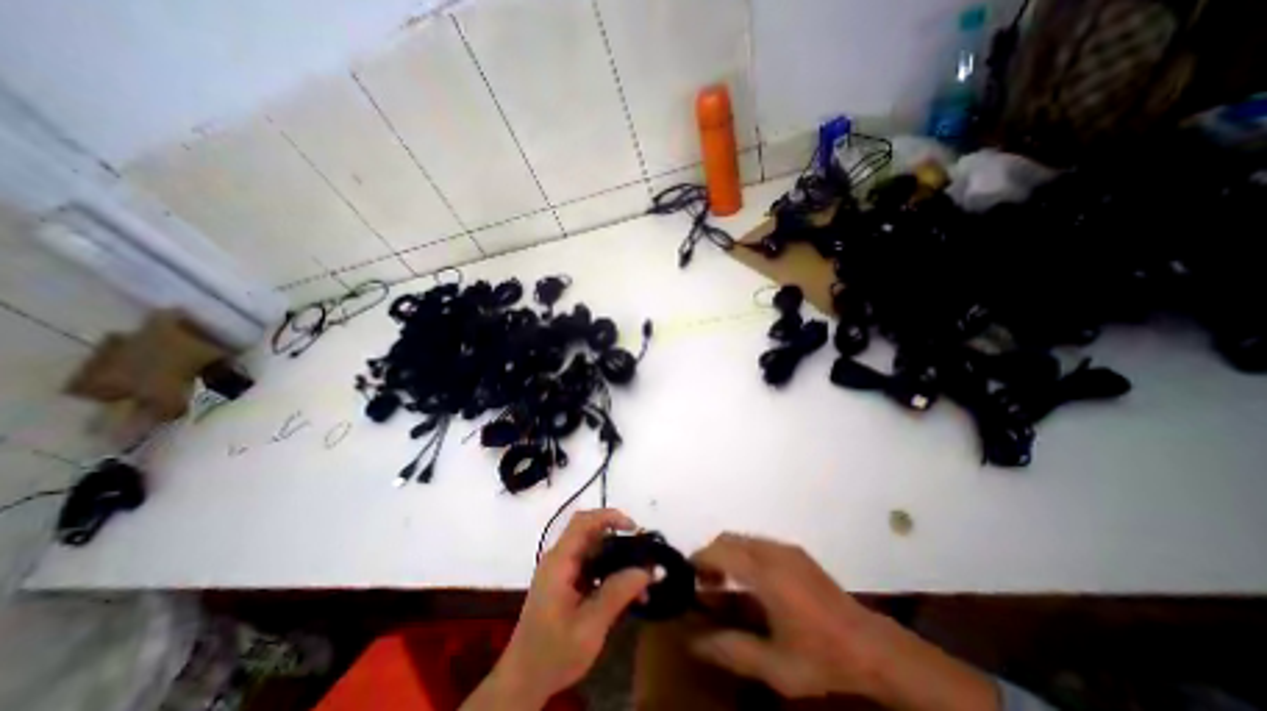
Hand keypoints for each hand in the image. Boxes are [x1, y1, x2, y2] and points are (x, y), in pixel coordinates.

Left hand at [462, 508, 646, 706]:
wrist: (523, 682)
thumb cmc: (553, 653)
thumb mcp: (590, 626)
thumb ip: (617, 593)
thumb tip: (647, 570)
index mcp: (560, 562)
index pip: (584, 522)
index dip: (610, 516)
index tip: (634, 529)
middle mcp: (560, 559)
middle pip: (591, 534)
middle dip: (619, 540)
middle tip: (642, 555)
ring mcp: (562, 571)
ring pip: (595, 551)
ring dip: (618, 560)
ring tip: (641, 581)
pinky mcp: (566, 584)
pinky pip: (592, 567)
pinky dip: (611, 574)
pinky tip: (627, 593)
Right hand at [689, 535, 993, 706]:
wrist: (872, 647)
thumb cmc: (821, 657)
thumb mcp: (775, 666)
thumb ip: (731, 650)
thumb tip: (694, 642)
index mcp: (765, 572)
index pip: (719, 552)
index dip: (698, 561)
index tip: (687, 579)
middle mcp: (772, 551)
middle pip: (727, 539)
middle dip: (709, 556)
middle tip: (703, 584)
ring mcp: (786, 549)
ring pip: (742, 539)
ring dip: (726, 555)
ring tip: (722, 584)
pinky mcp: (795, 553)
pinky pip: (757, 544)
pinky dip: (743, 555)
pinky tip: (750, 583)